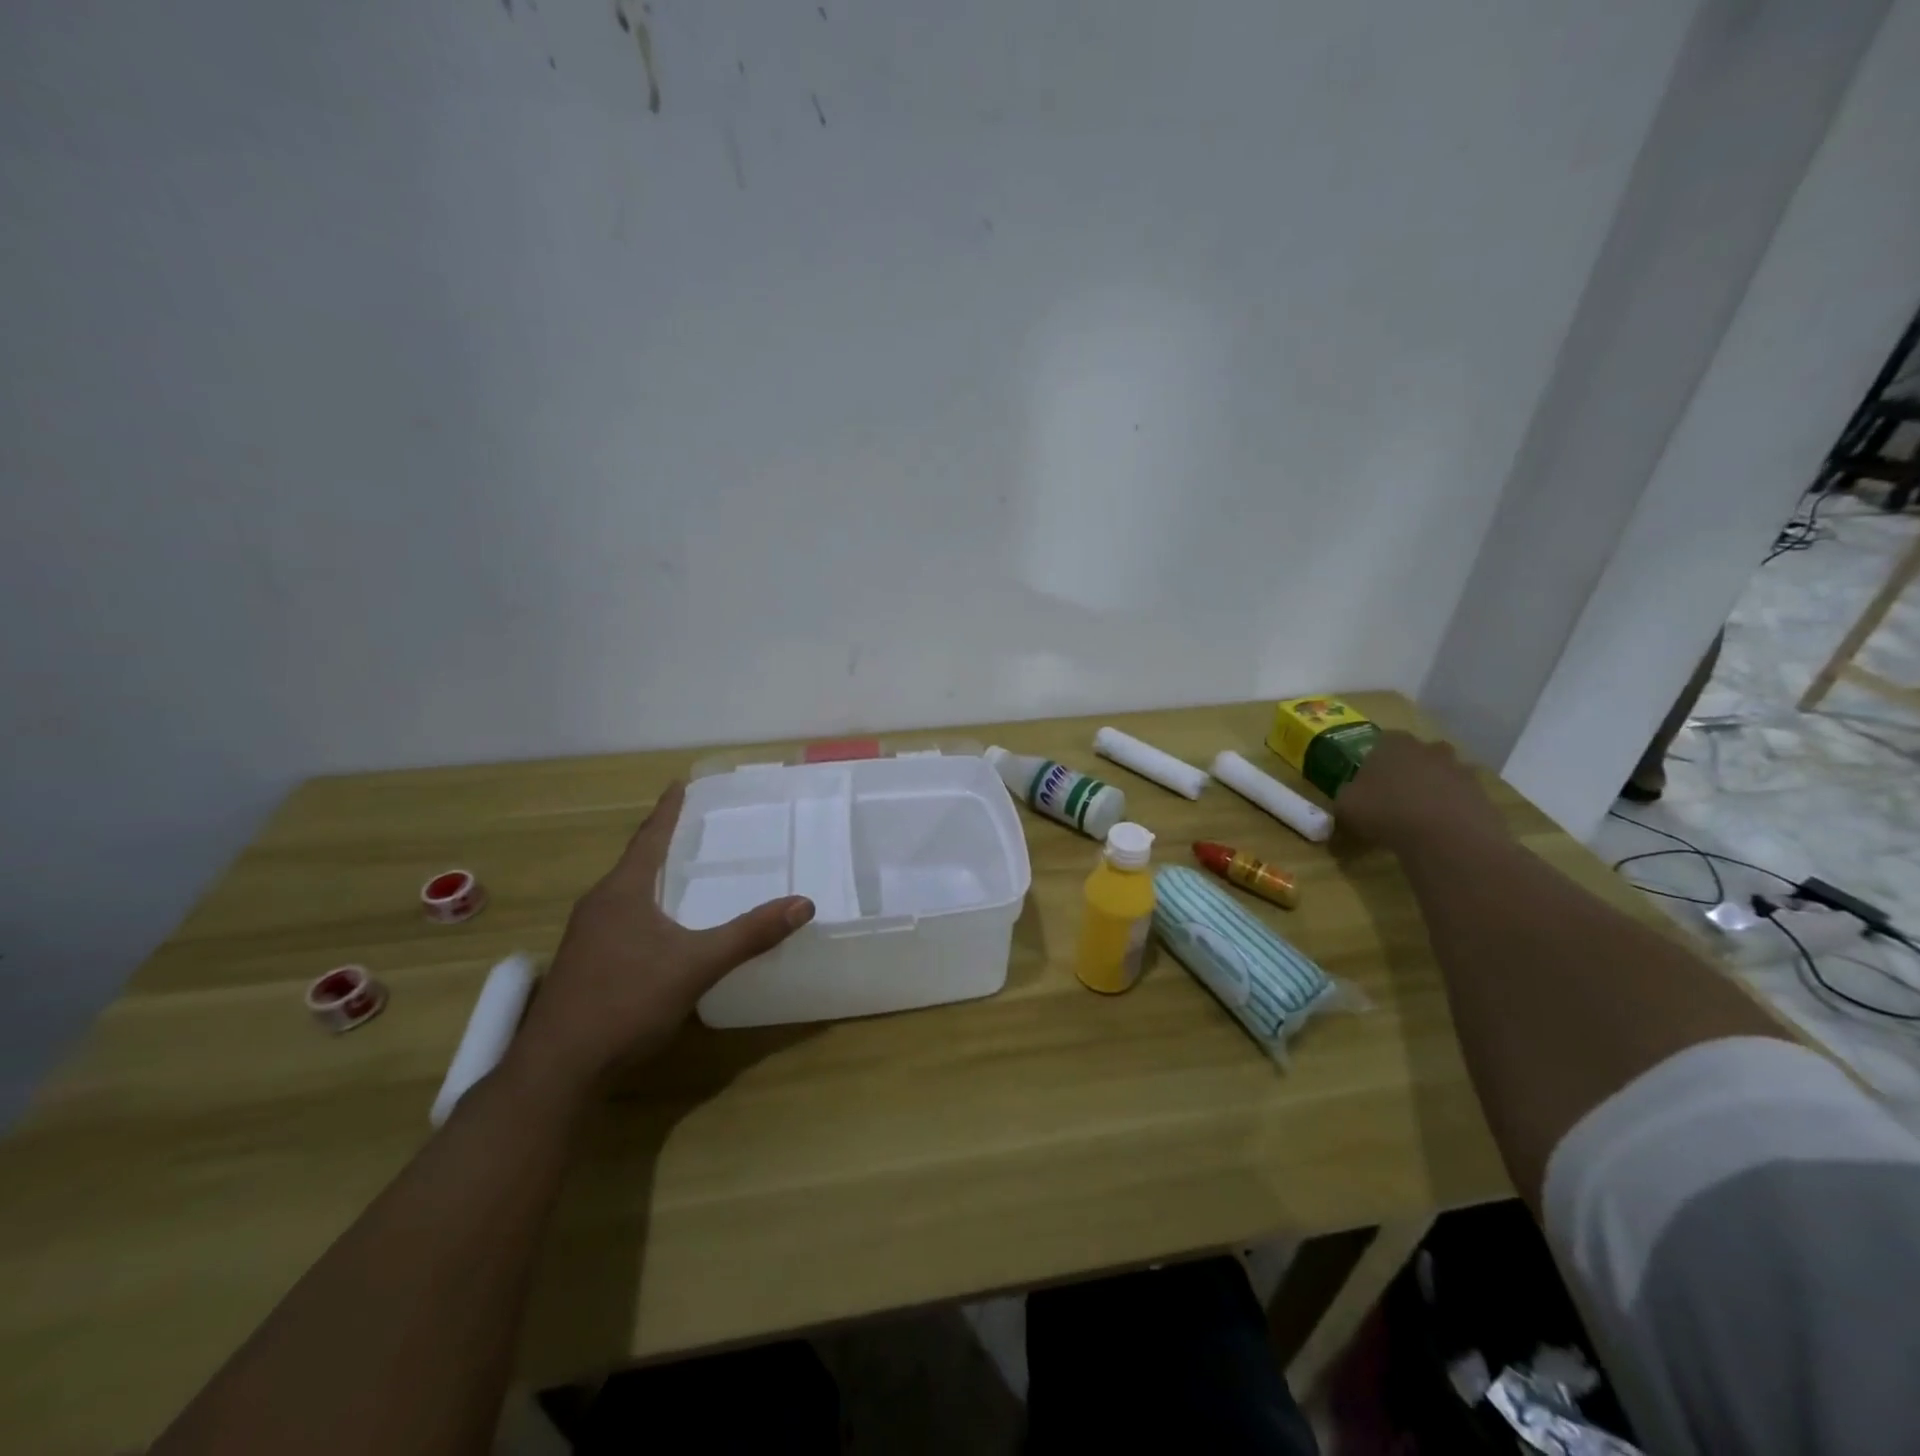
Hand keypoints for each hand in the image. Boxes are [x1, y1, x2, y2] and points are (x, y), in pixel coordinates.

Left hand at [511, 782, 814, 1091]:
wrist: (557, 1069)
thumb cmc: (626, 1002)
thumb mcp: (697, 965)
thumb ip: (750, 934)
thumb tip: (803, 903)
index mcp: (622, 892)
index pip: (649, 838)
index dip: (668, 810)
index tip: (679, 783)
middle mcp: (598, 905)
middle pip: (635, 862)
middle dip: (661, 842)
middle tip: (692, 826)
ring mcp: (585, 937)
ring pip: (625, 893)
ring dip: (651, 877)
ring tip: (680, 872)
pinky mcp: (584, 965)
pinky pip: (619, 919)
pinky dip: (644, 908)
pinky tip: (659, 929)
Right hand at [1338, 730, 1506, 853]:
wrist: (1447, 838)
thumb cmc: (1386, 812)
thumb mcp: (1346, 806)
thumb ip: (1346, 797)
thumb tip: (1350, 799)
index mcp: (1394, 744)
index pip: (1382, 741)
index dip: (1374, 761)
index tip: (1368, 782)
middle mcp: (1429, 749)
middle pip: (1418, 755)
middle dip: (1409, 771)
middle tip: (1395, 796)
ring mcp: (1461, 771)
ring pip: (1442, 776)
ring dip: (1433, 790)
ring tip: (1418, 818)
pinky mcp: (1482, 796)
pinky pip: (1461, 800)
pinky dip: (1452, 811)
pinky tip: (1440, 833)